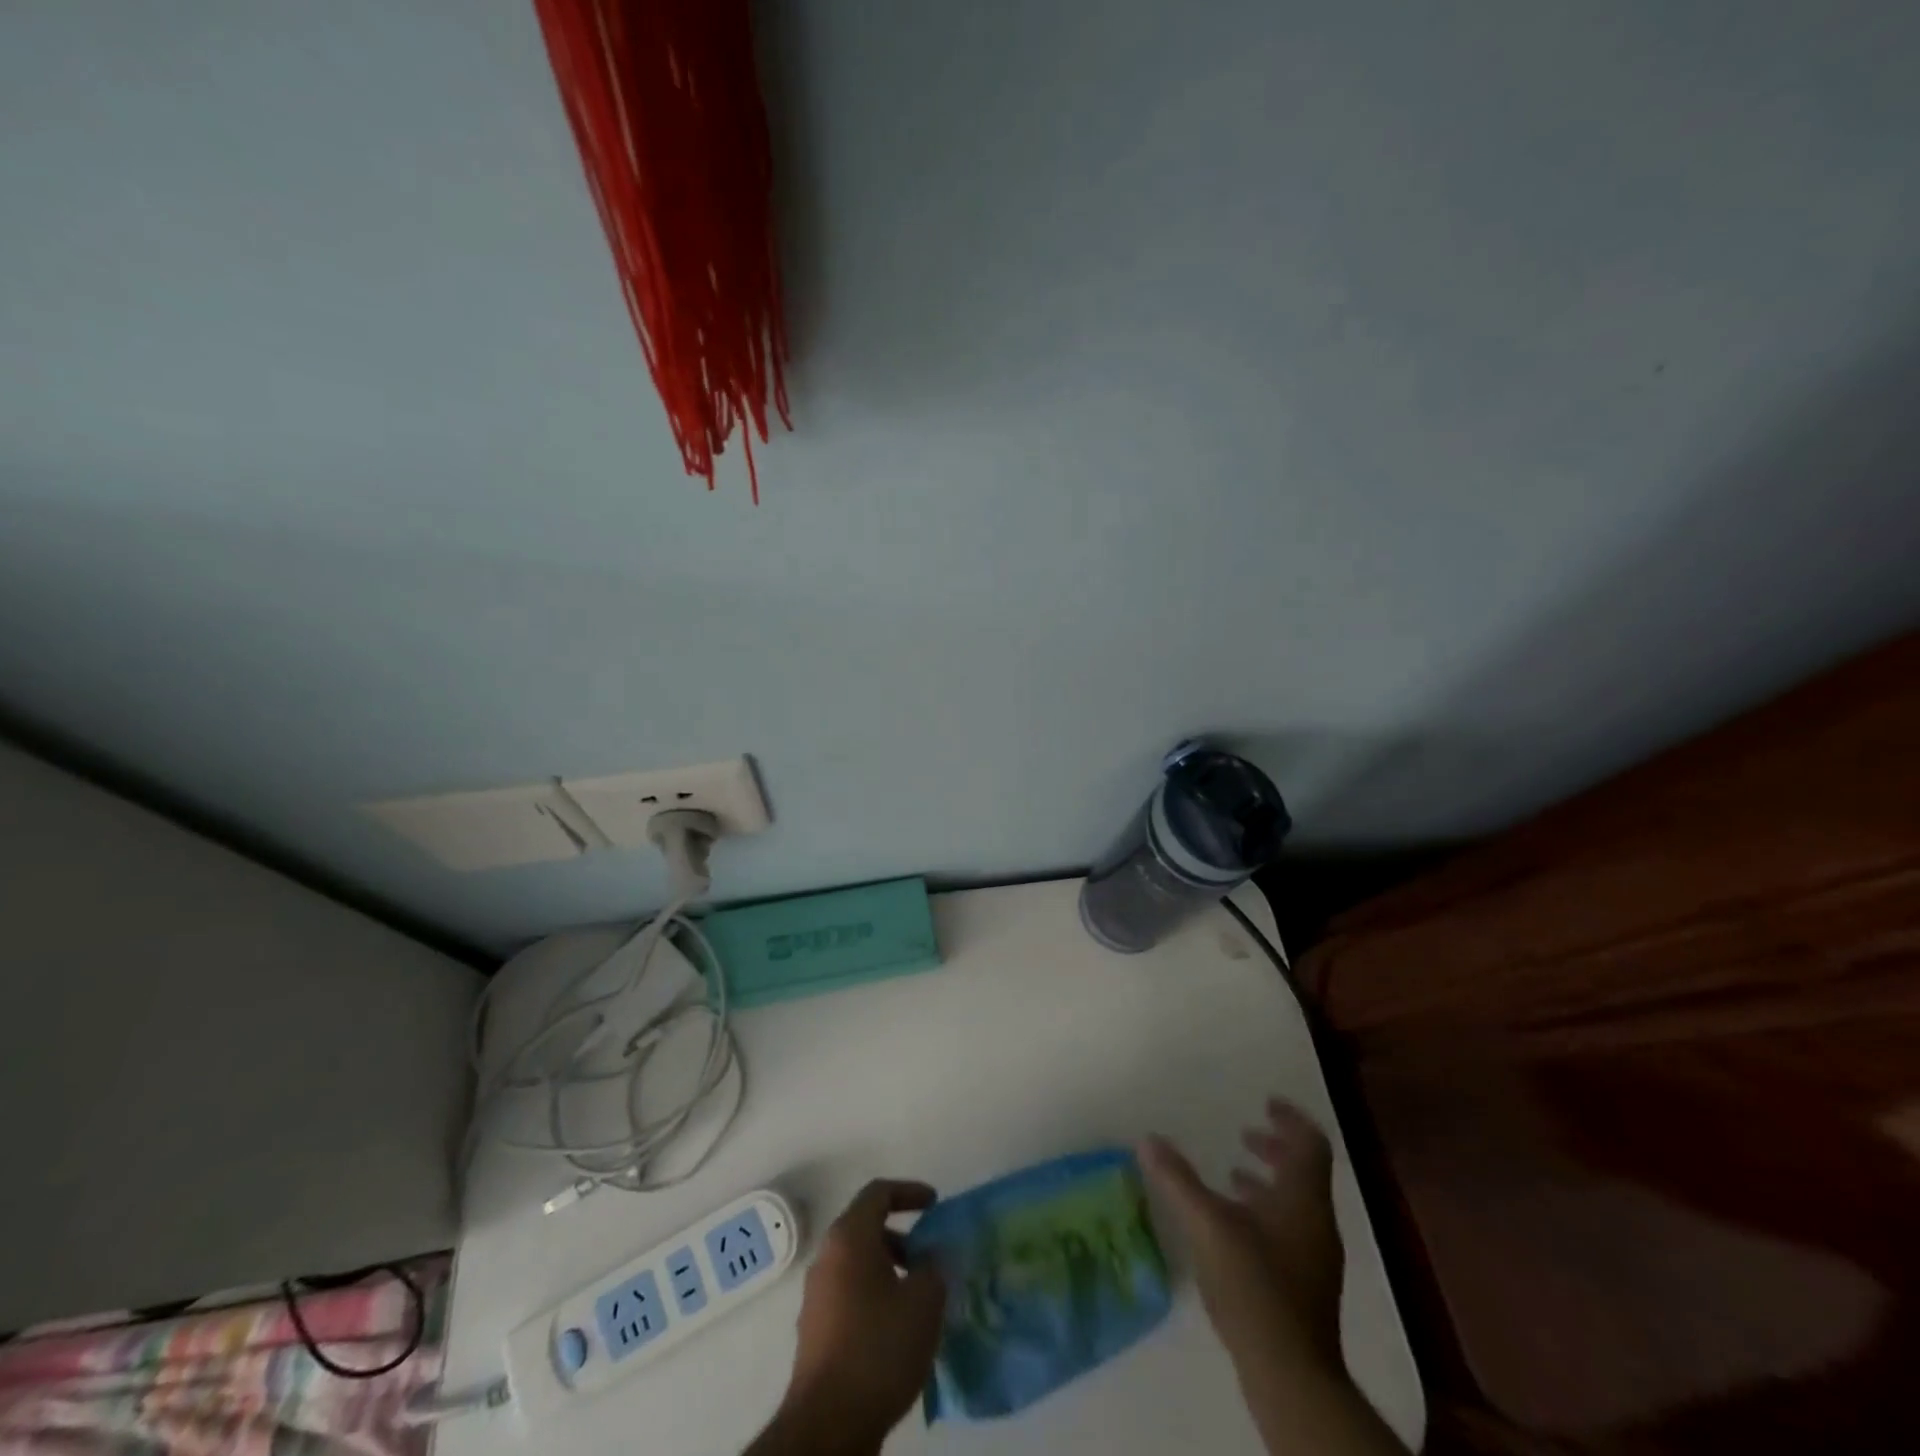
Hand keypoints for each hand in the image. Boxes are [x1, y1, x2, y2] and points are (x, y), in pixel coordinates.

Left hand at [775, 1179, 945, 1451]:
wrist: (828, 1424)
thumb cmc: (879, 1347)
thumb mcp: (924, 1301)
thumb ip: (935, 1267)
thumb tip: (932, 1257)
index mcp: (849, 1237)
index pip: (878, 1193)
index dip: (910, 1192)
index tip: (935, 1205)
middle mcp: (826, 1256)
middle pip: (865, 1228)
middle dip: (901, 1237)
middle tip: (928, 1257)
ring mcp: (816, 1294)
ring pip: (857, 1263)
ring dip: (888, 1269)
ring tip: (918, 1297)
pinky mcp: (815, 1330)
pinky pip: (848, 1293)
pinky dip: (873, 1295)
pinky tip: (896, 1328)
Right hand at [1139, 1098, 1343, 1372]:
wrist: (1290, 1374)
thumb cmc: (1254, 1286)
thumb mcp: (1207, 1225)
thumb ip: (1178, 1180)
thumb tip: (1147, 1139)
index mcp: (1302, 1199)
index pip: (1310, 1144)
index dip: (1290, 1119)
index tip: (1266, 1102)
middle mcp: (1315, 1222)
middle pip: (1304, 1172)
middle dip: (1275, 1148)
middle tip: (1245, 1133)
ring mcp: (1313, 1256)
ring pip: (1295, 1202)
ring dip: (1267, 1181)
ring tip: (1232, 1173)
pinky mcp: (1304, 1285)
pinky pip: (1288, 1229)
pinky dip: (1264, 1212)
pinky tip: (1233, 1225)